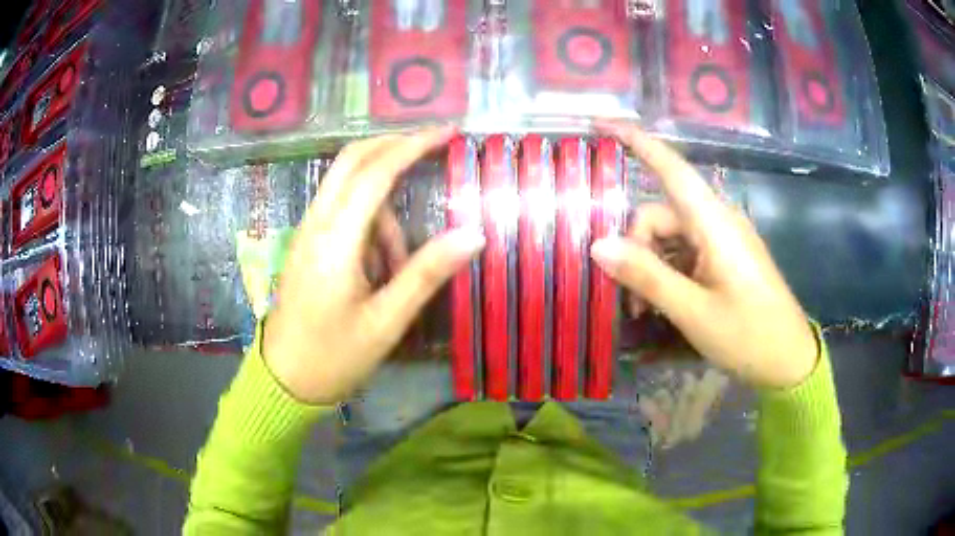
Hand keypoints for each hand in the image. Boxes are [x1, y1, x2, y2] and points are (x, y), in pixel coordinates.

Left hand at [264, 129, 485, 403]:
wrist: (285, 381)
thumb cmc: (334, 357)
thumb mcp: (386, 321)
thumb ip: (427, 273)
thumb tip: (474, 233)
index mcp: (335, 240)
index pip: (375, 173)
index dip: (412, 146)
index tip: (447, 132)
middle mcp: (316, 224)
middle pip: (352, 161)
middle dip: (393, 146)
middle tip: (432, 147)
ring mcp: (307, 232)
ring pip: (349, 189)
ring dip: (383, 208)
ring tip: (399, 269)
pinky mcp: (307, 245)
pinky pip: (342, 213)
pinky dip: (369, 225)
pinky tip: (379, 269)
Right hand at [591, 121, 817, 389]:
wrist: (788, 360)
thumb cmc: (748, 335)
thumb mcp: (693, 311)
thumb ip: (647, 276)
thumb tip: (597, 245)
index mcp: (714, 223)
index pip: (670, 167)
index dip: (636, 140)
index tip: (600, 123)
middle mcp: (717, 221)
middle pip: (661, 214)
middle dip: (636, 249)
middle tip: (631, 299)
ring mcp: (723, 240)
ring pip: (670, 236)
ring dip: (650, 266)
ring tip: (646, 309)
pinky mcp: (725, 258)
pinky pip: (686, 252)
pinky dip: (667, 272)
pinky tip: (663, 302)